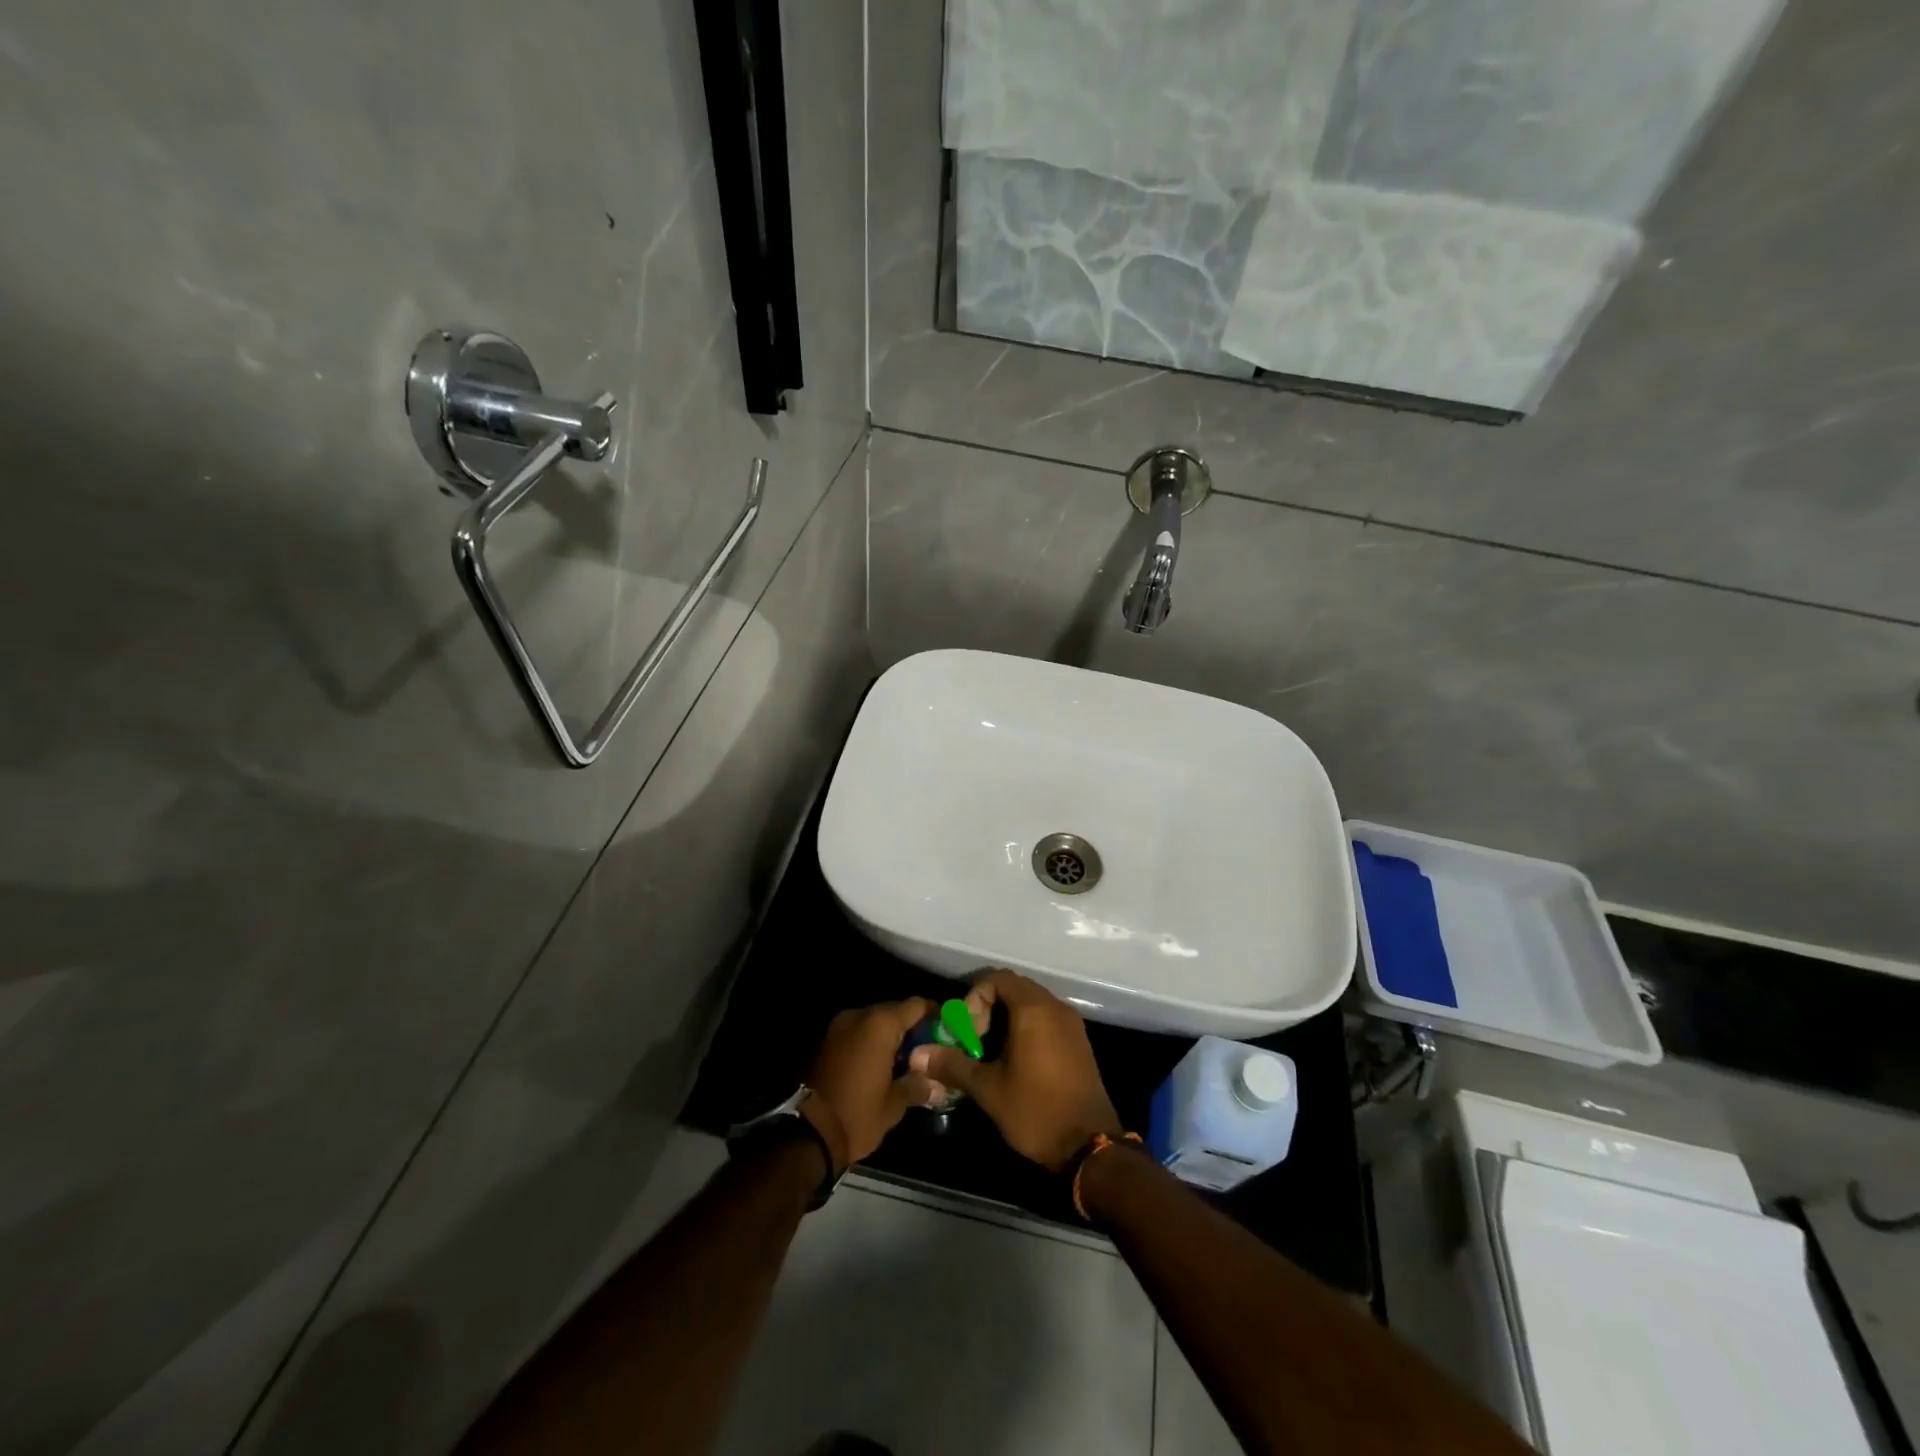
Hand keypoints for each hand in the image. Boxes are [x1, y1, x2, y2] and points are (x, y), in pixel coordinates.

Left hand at [801, 997, 944, 1172]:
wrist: (805, 1134)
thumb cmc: (856, 1115)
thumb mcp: (894, 1105)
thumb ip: (917, 1085)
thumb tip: (937, 1083)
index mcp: (879, 1025)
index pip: (917, 1005)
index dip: (935, 1016)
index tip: (947, 1032)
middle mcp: (859, 1016)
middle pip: (895, 1011)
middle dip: (912, 1028)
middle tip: (929, 1051)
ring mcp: (839, 1027)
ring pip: (874, 1022)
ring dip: (890, 1037)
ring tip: (906, 1061)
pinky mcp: (826, 1041)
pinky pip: (857, 1033)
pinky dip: (871, 1043)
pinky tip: (881, 1066)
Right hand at [909, 970, 1120, 1171]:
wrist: (1090, 1145)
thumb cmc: (1036, 1111)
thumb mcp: (988, 1089)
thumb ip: (953, 1065)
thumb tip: (918, 1055)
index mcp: (1033, 1010)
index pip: (997, 979)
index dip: (974, 999)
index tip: (966, 1031)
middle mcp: (1055, 1007)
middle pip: (1014, 988)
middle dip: (987, 1009)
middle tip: (973, 1041)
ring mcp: (1071, 1023)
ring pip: (1031, 1004)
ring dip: (1006, 1019)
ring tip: (989, 1053)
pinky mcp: (1079, 1041)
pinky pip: (1047, 1019)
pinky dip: (1026, 1028)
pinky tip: (1015, 1061)